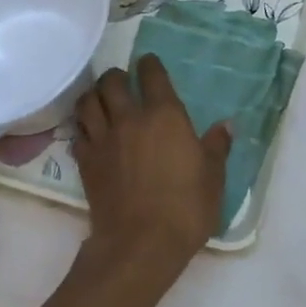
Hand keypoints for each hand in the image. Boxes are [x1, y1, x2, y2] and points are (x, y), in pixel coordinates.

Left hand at [73, 56, 231, 285]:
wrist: (141, 243)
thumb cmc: (186, 208)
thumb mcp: (213, 177)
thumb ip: (217, 147)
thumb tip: (227, 125)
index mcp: (164, 115)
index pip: (152, 75)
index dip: (150, 64)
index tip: (148, 63)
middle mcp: (129, 118)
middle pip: (111, 82)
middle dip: (116, 76)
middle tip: (122, 82)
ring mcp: (103, 139)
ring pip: (87, 102)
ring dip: (93, 96)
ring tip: (100, 101)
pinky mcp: (86, 161)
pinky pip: (78, 133)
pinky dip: (83, 127)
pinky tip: (90, 134)